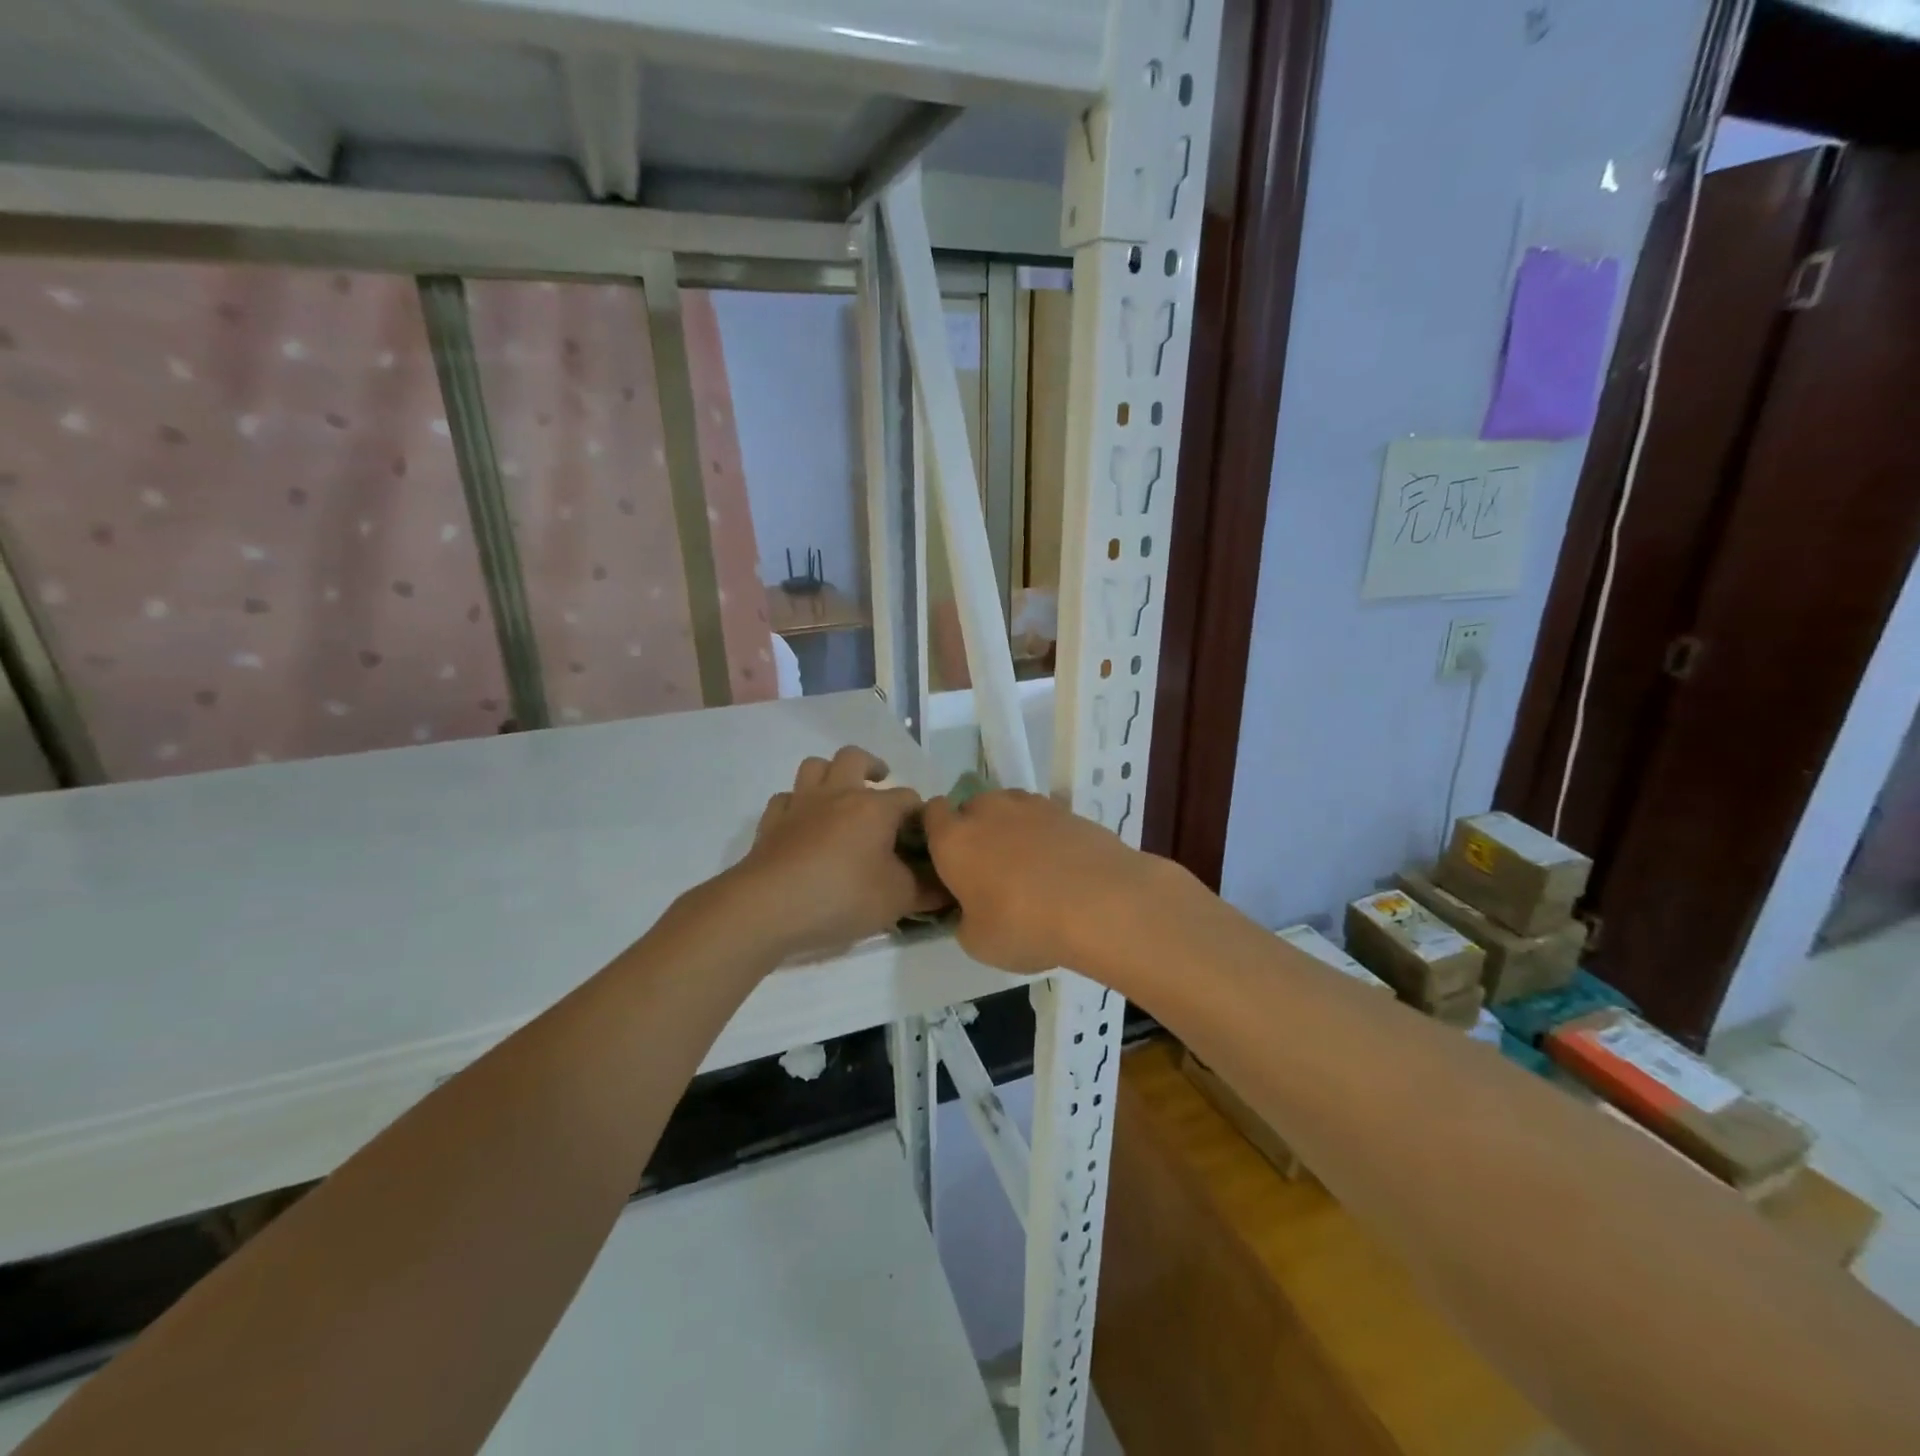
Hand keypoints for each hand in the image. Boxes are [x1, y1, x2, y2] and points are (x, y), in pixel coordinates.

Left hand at [728, 746, 946, 958]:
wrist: (767, 908)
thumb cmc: (841, 897)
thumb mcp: (897, 900)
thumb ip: (926, 891)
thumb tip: (948, 888)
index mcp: (874, 808)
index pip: (909, 799)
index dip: (920, 815)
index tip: (925, 837)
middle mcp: (837, 794)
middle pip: (854, 758)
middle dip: (872, 766)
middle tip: (880, 784)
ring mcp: (800, 805)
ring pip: (814, 767)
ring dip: (830, 774)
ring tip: (840, 795)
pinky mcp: (771, 823)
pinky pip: (785, 799)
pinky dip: (797, 805)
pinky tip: (802, 824)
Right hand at [922, 789, 1174, 973]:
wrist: (1101, 902)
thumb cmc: (1025, 925)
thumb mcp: (977, 942)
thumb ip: (965, 919)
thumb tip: (972, 910)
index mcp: (953, 839)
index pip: (930, 814)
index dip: (936, 833)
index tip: (947, 861)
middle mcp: (987, 810)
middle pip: (971, 809)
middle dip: (976, 832)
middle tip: (989, 871)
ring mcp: (1029, 805)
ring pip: (1008, 809)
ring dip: (1011, 829)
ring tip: (1029, 867)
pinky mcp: (1067, 808)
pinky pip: (1043, 818)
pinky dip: (1045, 835)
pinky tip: (1060, 866)